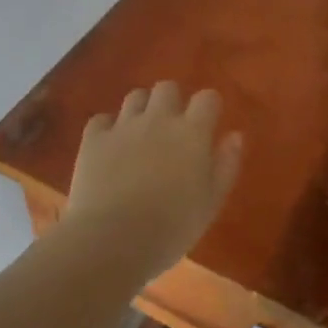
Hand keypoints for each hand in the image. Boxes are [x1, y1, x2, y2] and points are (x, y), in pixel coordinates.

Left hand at [65, 82, 243, 279]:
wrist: (112, 239)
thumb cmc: (171, 228)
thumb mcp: (211, 203)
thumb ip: (226, 165)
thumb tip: (234, 135)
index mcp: (192, 132)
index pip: (207, 98)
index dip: (209, 107)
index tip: (208, 123)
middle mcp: (158, 118)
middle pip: (167, 87)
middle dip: (172, 101)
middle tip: (172, 128)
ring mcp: (123, 125)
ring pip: (135, 97)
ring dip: (142, 109)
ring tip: (141, 134)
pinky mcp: (94, 138)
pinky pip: (101, 119)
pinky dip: (108, 128)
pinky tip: (110, 147)